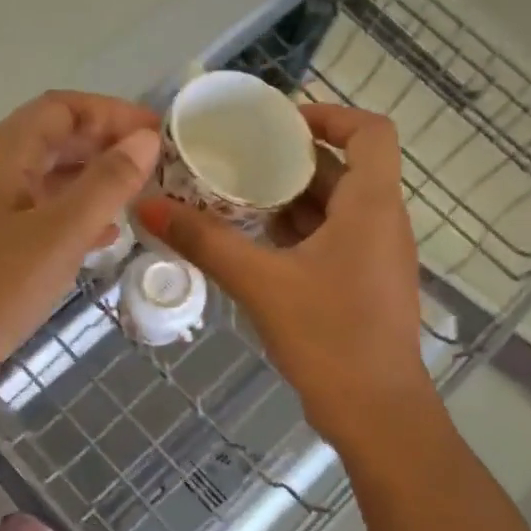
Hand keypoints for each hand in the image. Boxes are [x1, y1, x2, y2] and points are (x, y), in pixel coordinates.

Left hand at [0, 91, 161, 422]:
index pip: (59, 108)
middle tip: (156, 164)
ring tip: (140, 194)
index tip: (156, 131)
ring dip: (93, 180)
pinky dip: (75, 216)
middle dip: (104, 144)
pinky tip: (107, 234)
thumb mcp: (59, 234)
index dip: (110, 111)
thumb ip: (106, 184)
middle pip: (53, 139)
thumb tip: (146, 139)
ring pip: (48, 180)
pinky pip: (40, 216)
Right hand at [135, 104, 431, 442]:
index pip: (369, 132)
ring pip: (335, 207)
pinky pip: (331, 239)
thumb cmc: (329, 337)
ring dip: (289, 198)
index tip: (278, 123)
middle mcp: (381, 223)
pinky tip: (254, 243)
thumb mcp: (260, 283)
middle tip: (237, 157)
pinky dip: (295, 232)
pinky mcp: (363, 285)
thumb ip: (204, 241)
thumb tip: (148, 206)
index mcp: (372, 206)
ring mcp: (375, 257)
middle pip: (344, 168)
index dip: (328, 115)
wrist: (377, 415)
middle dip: (291, 159)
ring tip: (235, 196)